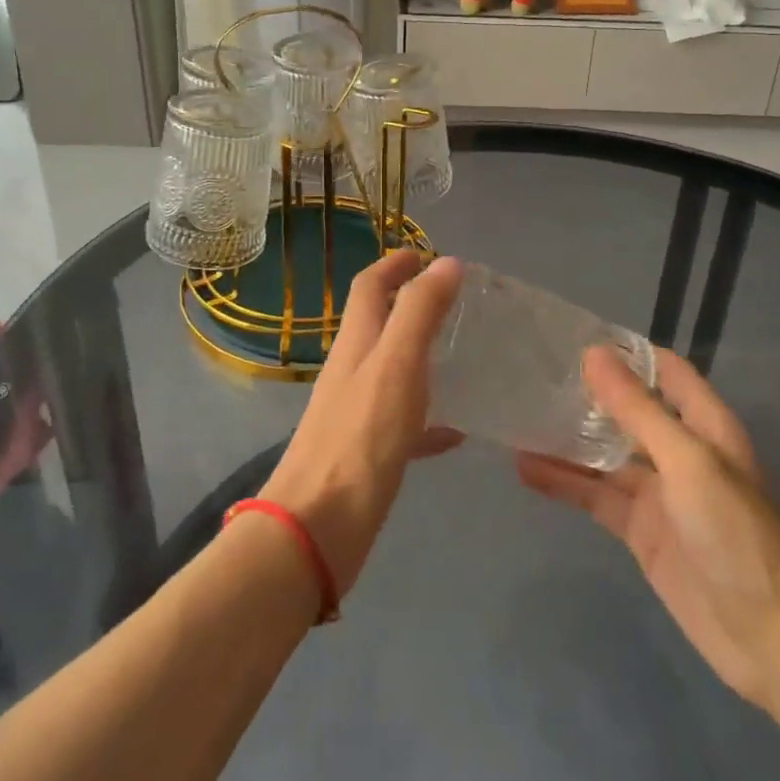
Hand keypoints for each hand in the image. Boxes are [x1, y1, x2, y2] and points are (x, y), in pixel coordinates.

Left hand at [259, 251, 462, 596]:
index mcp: (356, 343)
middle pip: (378, 324)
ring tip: (462, 356)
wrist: (317, 527)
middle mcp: (351, 371)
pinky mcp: (365, 452)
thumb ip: (419, 313)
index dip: (393, 265)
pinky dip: (429, 416)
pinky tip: (457, 433)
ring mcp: (356, 413)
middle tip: (453, 301)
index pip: (369, 287)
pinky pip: (403, 422)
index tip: (423, 253)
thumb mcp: (396, 365)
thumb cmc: (360, 438)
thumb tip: (445, 262)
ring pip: (391, 370)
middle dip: (409, 304)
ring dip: (420, 355)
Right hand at [516, 347, 779, 709]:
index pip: (663, 370)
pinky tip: (525, 469)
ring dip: (566, 440)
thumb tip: (593, 354)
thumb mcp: (686, 461)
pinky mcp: (639, 531)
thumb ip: (637, 409)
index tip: (573, 338)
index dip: (625, 353)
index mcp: (702, 424)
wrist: (770, 636)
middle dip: (586, 395)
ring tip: (517, 418)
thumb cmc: (736, 533)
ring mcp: (658, 493)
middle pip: (627, 411)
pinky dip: (563, 483)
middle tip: (532, 375)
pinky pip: (595, 497)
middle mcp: (679, 451)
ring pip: (604, 455)